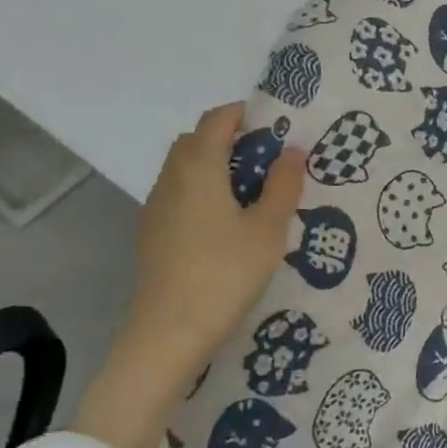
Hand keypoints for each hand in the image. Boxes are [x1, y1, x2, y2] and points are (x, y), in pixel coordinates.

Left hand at [72, 103, 303, 447]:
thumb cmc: (225, 274)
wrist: (169, 333)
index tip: (277, 125)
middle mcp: (172, 179)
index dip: (245, 114)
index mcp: (199, 168)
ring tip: (254, 192)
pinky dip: (204, 189)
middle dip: (232, 139)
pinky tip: (228, 222)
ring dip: (217, 165)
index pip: (217, 120)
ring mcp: (157, 207)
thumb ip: (283, 185)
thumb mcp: (268, 229)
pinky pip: (180, 193)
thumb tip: (292, 150)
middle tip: (270, 160)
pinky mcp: (154, 233)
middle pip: (197, 140)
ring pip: (186, 168)